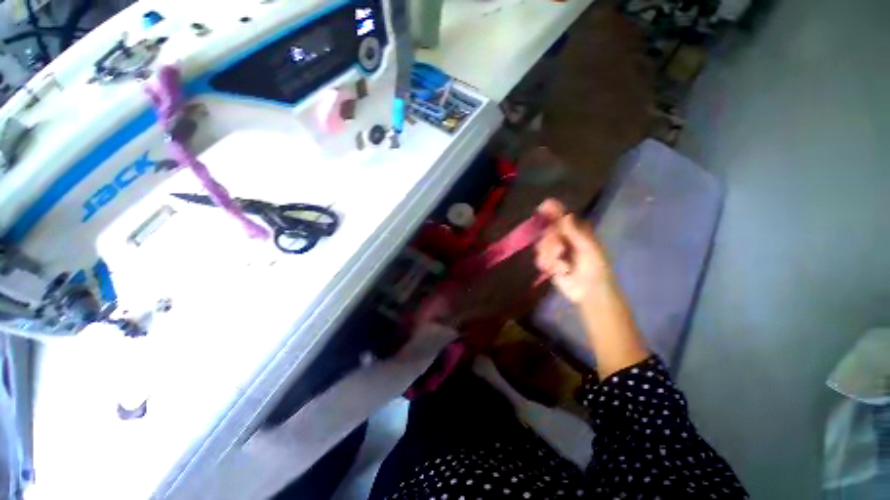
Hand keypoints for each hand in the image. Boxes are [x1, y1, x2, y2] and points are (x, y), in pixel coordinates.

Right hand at [534, 199, 613, 303]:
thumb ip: (575, 233)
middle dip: (550, 241)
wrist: (589, 292)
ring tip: (561, 265)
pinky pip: (540, 258)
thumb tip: (566, 215)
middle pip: (547, 231)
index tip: (543, 206)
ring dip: (549, 255)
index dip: (552, 210)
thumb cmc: (596, 268)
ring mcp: (555, 251)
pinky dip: (548, 265)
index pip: (562, 217)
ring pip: (541, 245)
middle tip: (559, 250)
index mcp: (576, 232)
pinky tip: (559, 270)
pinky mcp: (549, 263)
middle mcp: (564, 239)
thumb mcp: (589, 249)